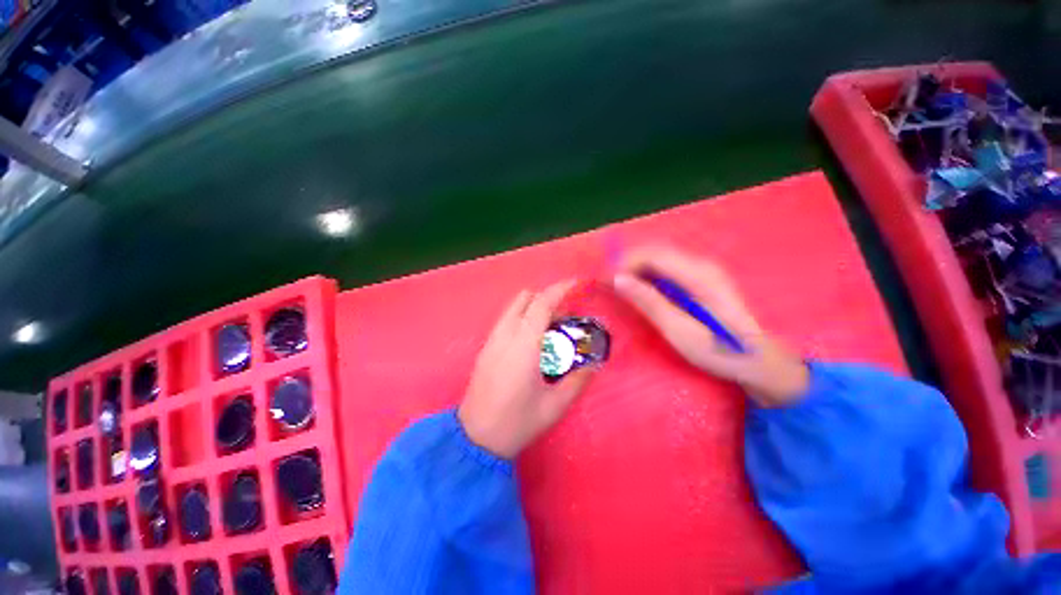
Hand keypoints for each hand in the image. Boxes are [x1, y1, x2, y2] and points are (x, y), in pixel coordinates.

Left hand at [459, 281, 594, 458]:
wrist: (475, 438)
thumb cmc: (517, 423)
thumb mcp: (554, 406)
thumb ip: (578, 381)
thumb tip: (595, 363)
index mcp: (524, 345)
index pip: (542, 303)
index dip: (561, 289)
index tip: (578, 284)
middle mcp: (505, 335)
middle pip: (526, 297)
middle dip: (548, 298)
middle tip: (566, 317)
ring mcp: (492, 339)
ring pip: (514, 307)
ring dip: (534, 307)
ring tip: (551, 328)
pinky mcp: (486, 347)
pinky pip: (506, 319)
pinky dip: (522, 317)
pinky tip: (532, 341)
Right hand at [612, 246, 808, 406]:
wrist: (759, 361)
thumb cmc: (718, 351)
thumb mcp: (679, 331)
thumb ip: (649, 302)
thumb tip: (618, 279)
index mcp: (699, 276)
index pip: (652, 254)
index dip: (624, 263)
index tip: (605, 281)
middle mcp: (702, 264)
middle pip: (655, 251)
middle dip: (627, 263)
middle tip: (607, 284)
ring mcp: (703, 269)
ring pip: (659, 258)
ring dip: (635, 268)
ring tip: (618, 287)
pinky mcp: (701, 278)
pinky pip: (667, 267)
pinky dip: (647, 274)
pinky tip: (639, 289)